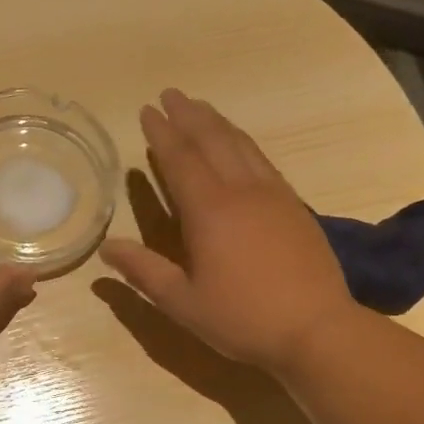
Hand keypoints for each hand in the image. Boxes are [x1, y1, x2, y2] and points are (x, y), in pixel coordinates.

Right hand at [100, 89, 356, 374]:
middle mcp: (241, 191)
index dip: (161, 133)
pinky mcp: (295, 206)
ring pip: (241, 145)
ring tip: (201, 108)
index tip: (147, 110)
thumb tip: (107, 248)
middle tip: (170, 94)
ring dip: (218, 123)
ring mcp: (273, 195)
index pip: (180, 159)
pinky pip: (263, 161)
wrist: (317, 329)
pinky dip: (245, 143)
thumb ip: (145, 272)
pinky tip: (241, 145)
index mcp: (209, 211)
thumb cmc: (243, 319)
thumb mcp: (183, 303)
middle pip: (212, 140)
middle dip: (188, 115)